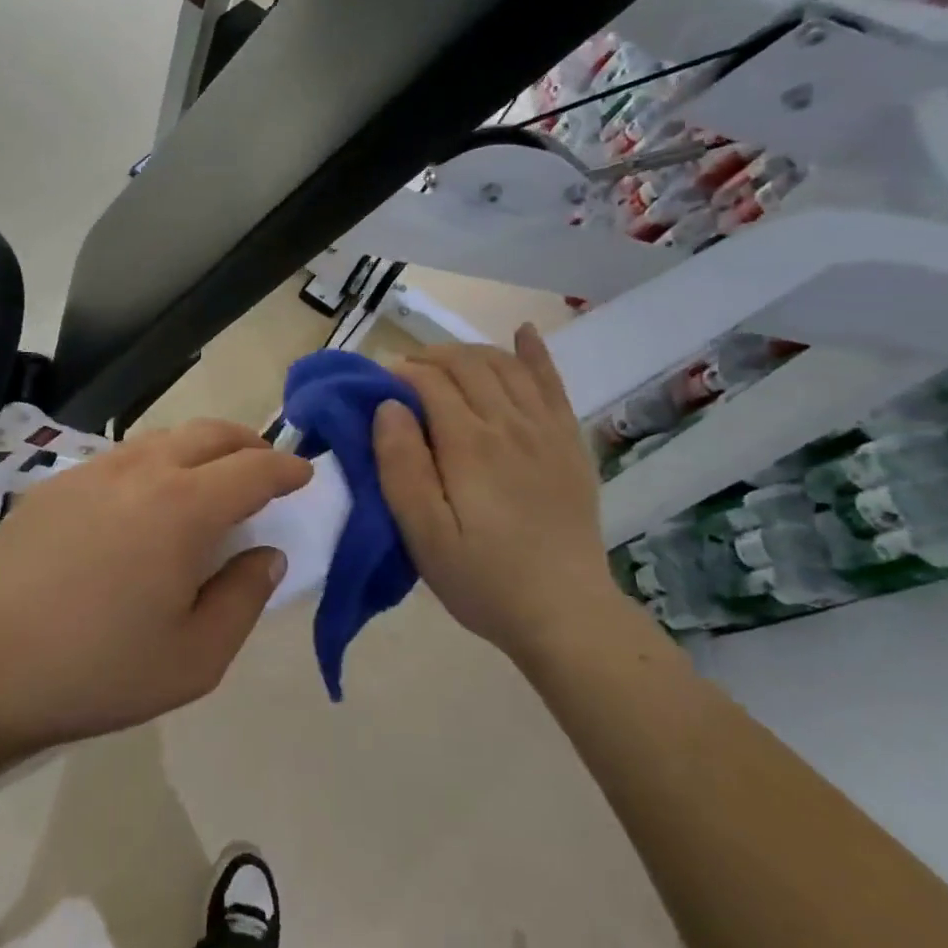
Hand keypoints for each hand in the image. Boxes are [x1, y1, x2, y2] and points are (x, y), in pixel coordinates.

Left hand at [0, 420, 311, 755]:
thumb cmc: (93, 668)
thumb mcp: (193, 659)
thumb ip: (243, 599)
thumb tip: (267, 555)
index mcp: (185, 507)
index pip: (254, 467)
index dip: (287, 468)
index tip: (305, 476)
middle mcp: (143, 470)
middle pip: (211, 433)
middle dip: (249, 444)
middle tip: (266, 469)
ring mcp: (94, 470)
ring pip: (165, 438)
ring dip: (202, 449)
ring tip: (211, 482)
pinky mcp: (57, 484)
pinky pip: (126, 456)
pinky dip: (158, 462)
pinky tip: (147, 501)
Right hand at [373, 324, 620, 656]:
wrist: (566, 614)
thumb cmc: (482, 579)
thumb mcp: (424, 534)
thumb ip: (401, 466)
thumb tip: (388, 406)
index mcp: (469, 443)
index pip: (431, 382)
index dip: (401, 373)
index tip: (378, 384)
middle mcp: (510, 423)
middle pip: (468, 365)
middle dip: (430, 358)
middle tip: (405, 374)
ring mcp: (546, 430)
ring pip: (505, 366)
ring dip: (470, 352)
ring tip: (445, 362)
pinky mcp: (569, 443)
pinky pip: (553, 383)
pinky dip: (535, 353)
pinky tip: (523, 333)